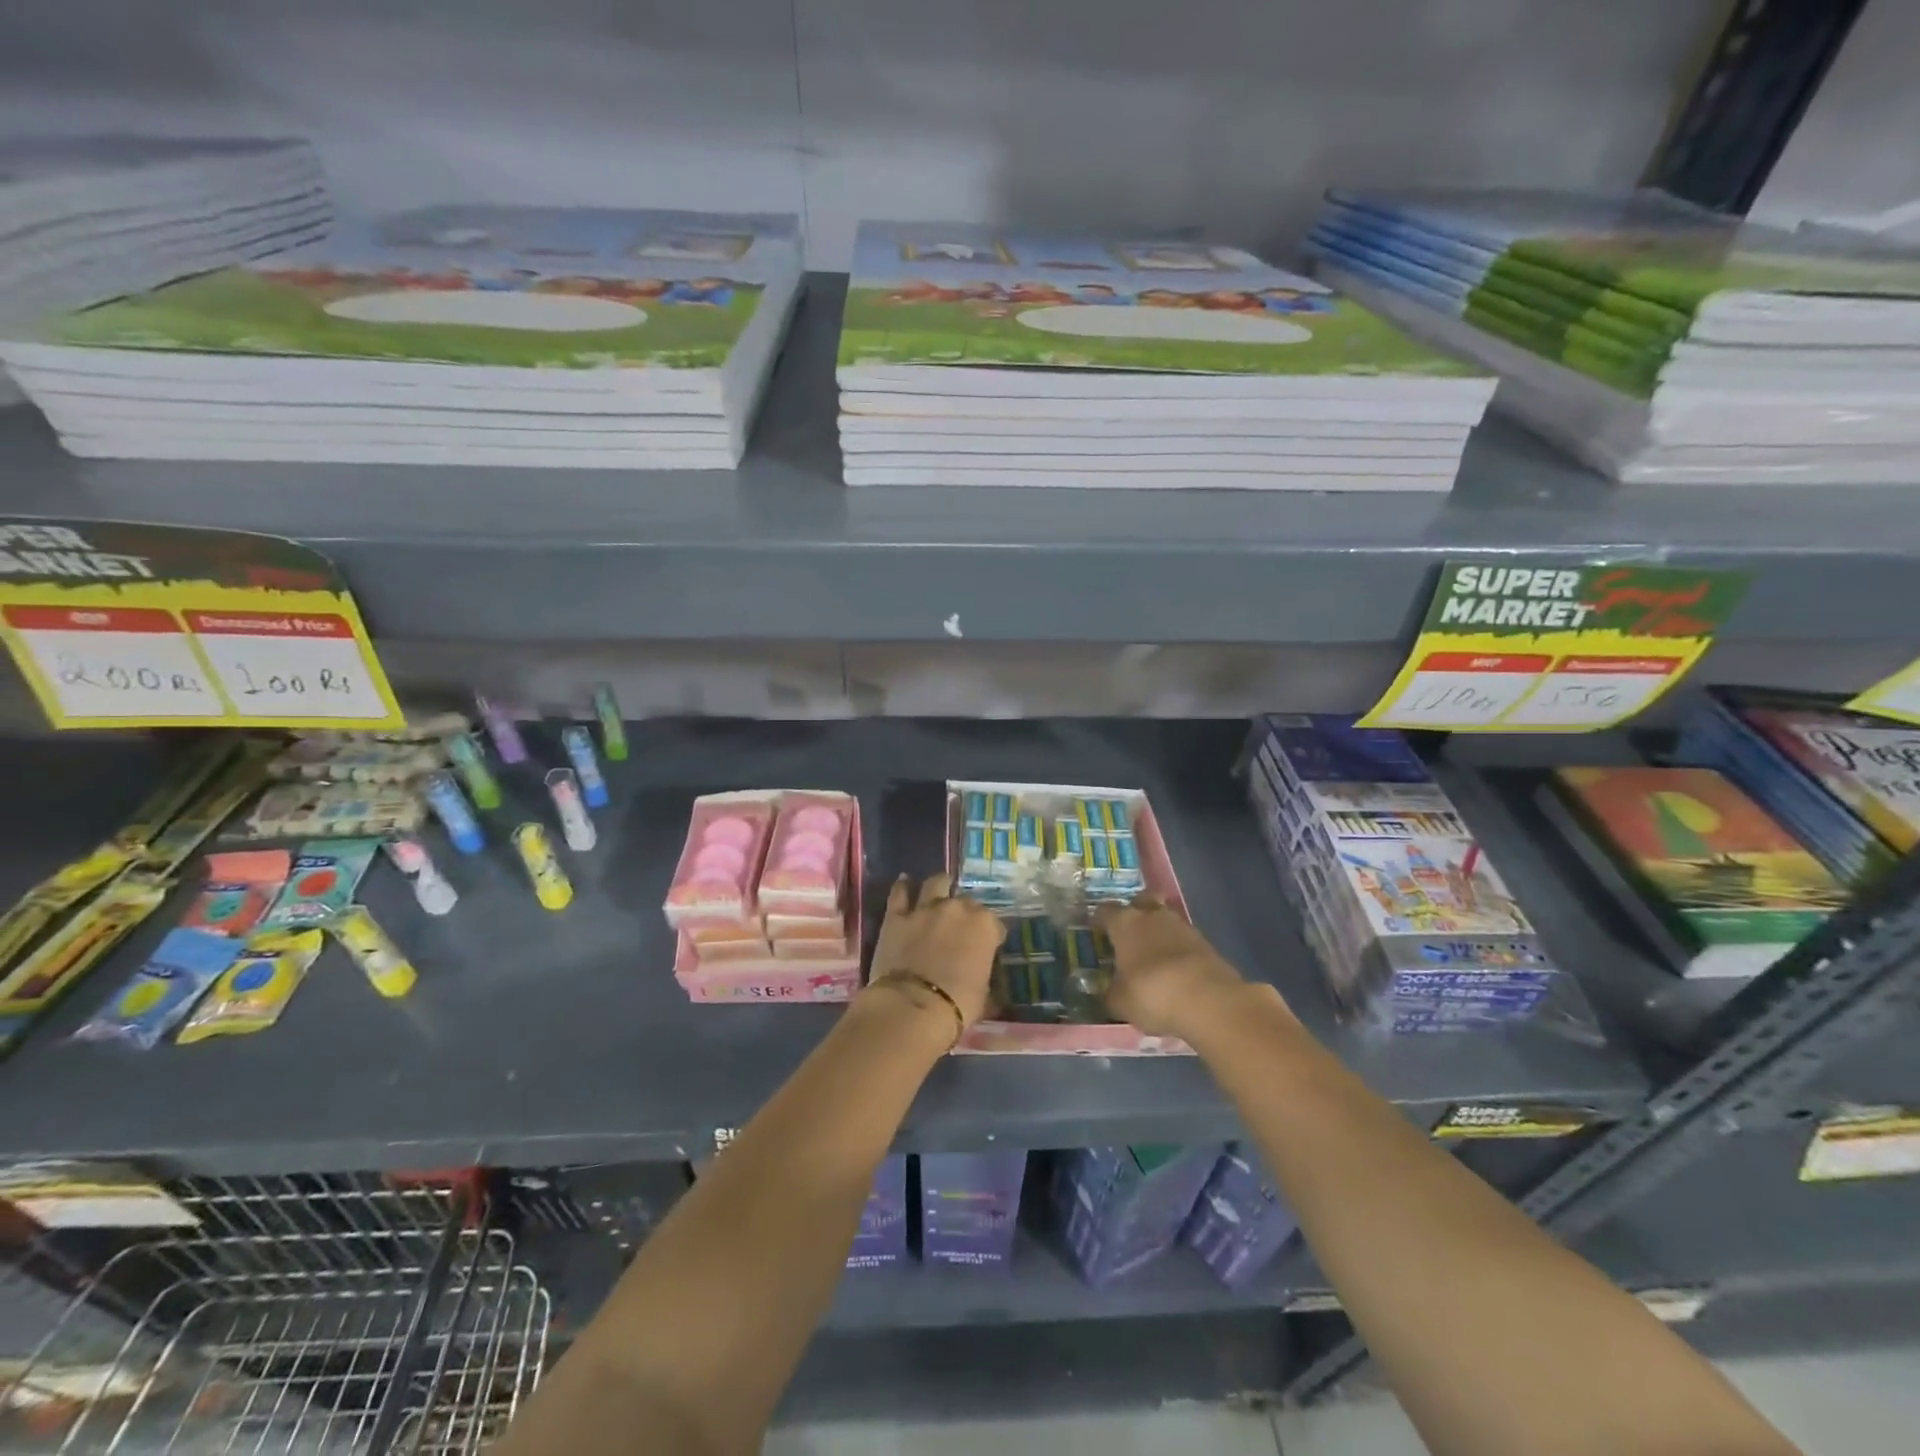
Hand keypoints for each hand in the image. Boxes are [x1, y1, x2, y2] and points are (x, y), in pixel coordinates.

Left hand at [868, 874, 1001, 1026]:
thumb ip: (985, 976)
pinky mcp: (896, 916)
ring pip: (936, 883)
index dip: (991, 935)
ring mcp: (925, 908)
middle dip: (966, 912)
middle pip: (967, 902)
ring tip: (940, 889)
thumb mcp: (985, 994)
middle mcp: (957, 909)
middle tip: (961, 927)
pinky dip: (903, 887)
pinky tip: (905, 882)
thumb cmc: (957, 1005)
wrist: (912, 1007)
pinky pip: (900, 893)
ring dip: (940, 885)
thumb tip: (982, 977)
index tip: (987, 947)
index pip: (995, 924)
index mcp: (984, 926)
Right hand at [1096, 893, 1264, 1039]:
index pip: (1105, 911)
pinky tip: (1174, 969)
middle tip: (1128, 933)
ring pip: (1165, 919)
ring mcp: (1182, 927)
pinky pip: (1184, 939)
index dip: (1099, 920)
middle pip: (1141, 901)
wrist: (1209, 1000)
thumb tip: (1105, 993)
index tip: (1095, 931)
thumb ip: (1109, 994)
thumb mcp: (1119, 1002)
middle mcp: (1152, 916)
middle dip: (1135, 911)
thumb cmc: (1151, 993)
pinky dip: (1177, 949)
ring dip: (1159, 931)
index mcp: (1124, 923)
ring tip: (1153, 954)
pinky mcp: (1206, 943)